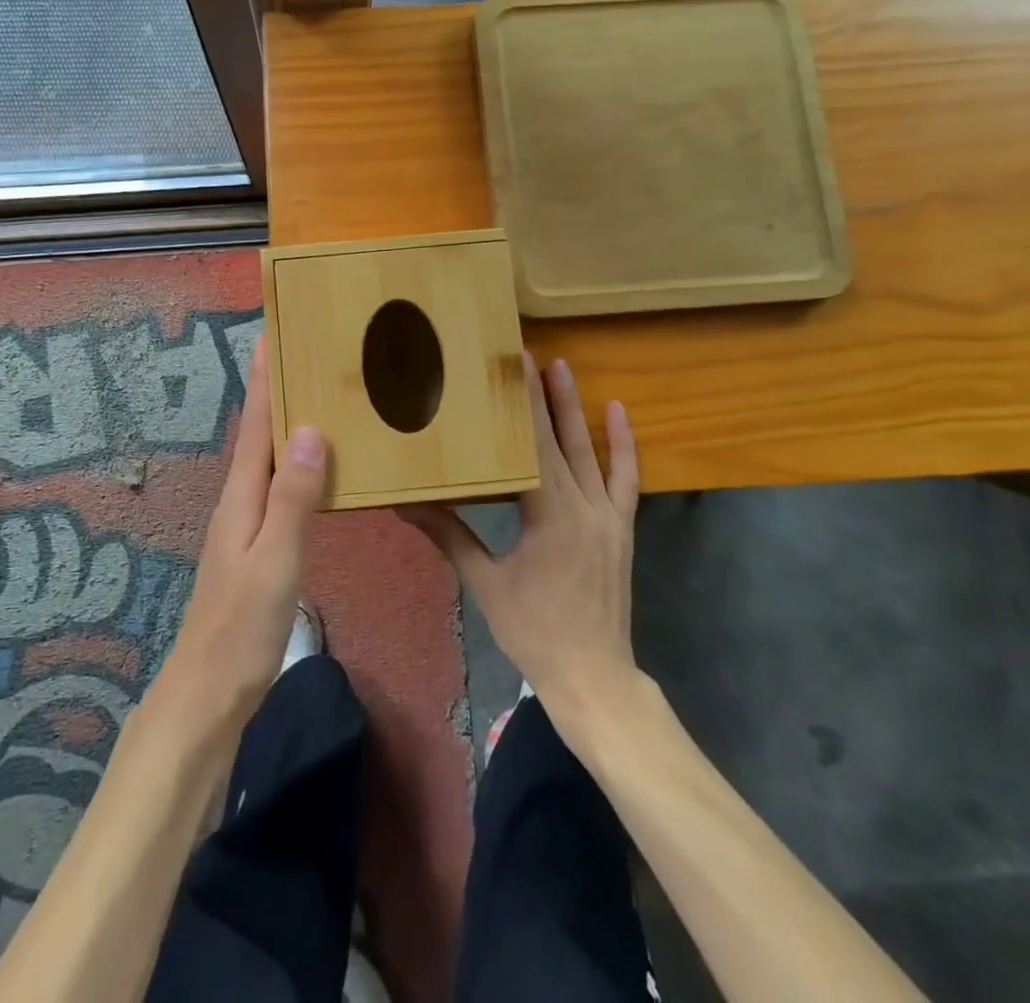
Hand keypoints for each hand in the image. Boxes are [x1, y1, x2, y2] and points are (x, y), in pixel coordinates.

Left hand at [155, 341, 326, 730]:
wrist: (209, 692)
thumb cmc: (243, 625)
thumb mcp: (276, 558)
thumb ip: (295, 496)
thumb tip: (309, 428)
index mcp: (242, 496)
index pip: (254, 424)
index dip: (263, 379)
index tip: (272, 334)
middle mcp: (239, 500)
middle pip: (258, 434)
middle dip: (274, 390)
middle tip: (303, 353)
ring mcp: (245, 524)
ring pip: (267, 459)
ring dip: (283, 423)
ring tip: (313, 396)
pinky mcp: (256, 545)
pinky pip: (278, 486)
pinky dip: (293, 462)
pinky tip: (312, 466)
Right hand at [404, 354, 639, 717]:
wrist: (593, 676)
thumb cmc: (534, 630)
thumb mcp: (486, 583)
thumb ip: (449, 536)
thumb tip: (404, 505)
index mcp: (549, 515)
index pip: (532, 447)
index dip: (522, 405)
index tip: (513, 367)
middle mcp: (582, 505)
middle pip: (559, 440)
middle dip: (543, 395)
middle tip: (530, 355)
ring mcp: (607, 515)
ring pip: (591, 451)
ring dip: (576, 408)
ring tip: (564, 368)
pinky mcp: (621, 527)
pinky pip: (626, 479)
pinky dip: (622, 444)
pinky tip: (616, 412)